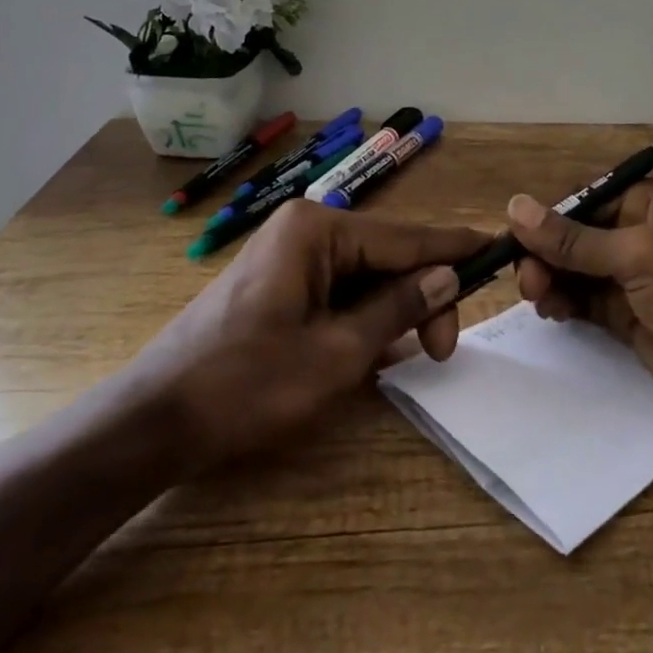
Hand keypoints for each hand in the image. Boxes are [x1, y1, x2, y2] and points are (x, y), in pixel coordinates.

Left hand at [134, 201, 489, 469]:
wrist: (153, 422)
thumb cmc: (248, 384)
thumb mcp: (339, 352)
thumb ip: (399, 307)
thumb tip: (449, 276)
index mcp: (318, 230)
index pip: (405, 237)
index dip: (454, 249)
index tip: (499, 249)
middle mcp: (305, 231)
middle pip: (387, 257)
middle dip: (420, 297)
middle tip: (441, 350)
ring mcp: (289, 258)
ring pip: (366, 278)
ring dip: (393, 313)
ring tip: (417, 353)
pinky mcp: (279, 287)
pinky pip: (339, 294)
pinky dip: (364, 320)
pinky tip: (379, 350)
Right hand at [508, 180, 652, 424]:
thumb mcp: (637, 258)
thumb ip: (574, 239)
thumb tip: (514, 206)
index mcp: (644, 203)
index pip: (580, 200)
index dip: (545, 219)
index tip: (514, 243)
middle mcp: (633, 233)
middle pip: (570, 236)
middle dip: (544, 254)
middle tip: (528, 282)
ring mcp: (628, 277)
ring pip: (570, 269)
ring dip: (548, 279)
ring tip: (539, 298)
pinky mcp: (623, 314)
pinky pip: (580, 300)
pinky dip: (561, 303)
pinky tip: (553, 312)